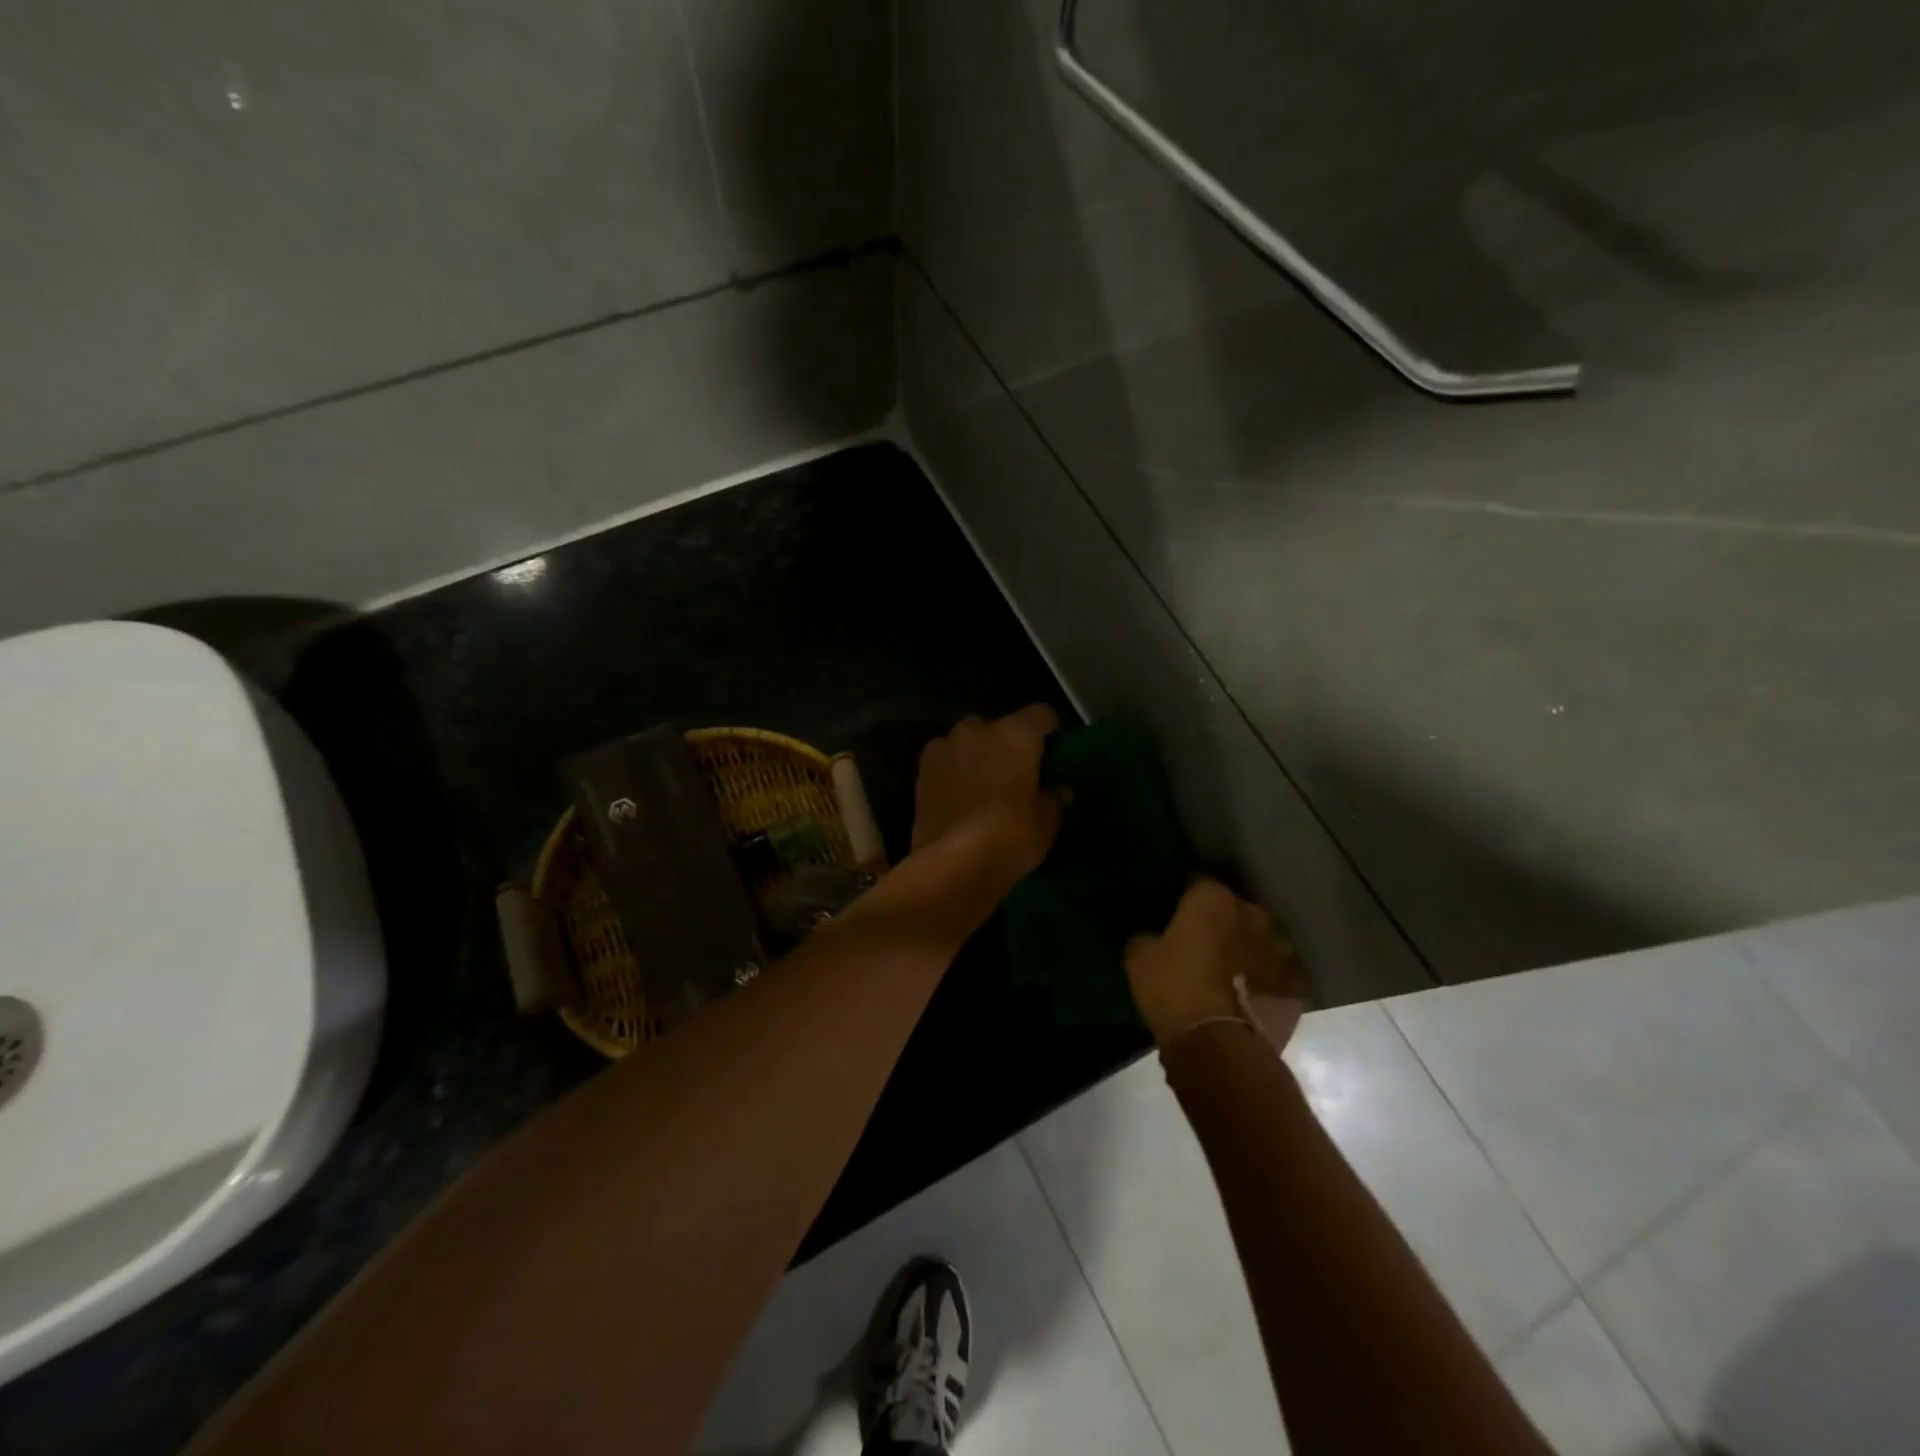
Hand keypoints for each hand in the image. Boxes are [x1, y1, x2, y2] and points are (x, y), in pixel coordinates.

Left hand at [910, 705, 1062, 884]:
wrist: (953, 864)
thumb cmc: (1010, 837)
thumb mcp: (1046, 822)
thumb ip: (1054, 798)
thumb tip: (1059, 789)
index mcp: (1016, 734)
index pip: (1042, 714)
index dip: (1051, 729)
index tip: (1055, 749)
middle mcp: (978, 730)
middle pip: (1000, 725)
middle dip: (1009, 742)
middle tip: (1018, 771)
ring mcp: (945, 746)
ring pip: (968, 739)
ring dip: (978, 753)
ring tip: (985, 782)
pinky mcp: (922, 769)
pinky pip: (945, 758)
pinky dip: (954, 768)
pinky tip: (960, 792)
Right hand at [1125, 879, 1305, 1048]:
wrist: (1217, 1045)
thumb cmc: (1173, 989)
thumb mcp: (1139, 956)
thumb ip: (1148, 934)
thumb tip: (1153, 934)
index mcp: (1213, 898)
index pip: (1198, 883)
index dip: (1186, 897)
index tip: (1175, 912)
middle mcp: (1253, 914)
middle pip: (1235, 909)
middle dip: (1222, 921)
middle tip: (1202, 943)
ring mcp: (1280, 949)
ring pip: (1260, 940)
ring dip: (1248, 949)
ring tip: (1229, 971)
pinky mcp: (1296, 985)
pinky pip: (1277, 974)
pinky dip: (1266, 979)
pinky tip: (1249, 994)